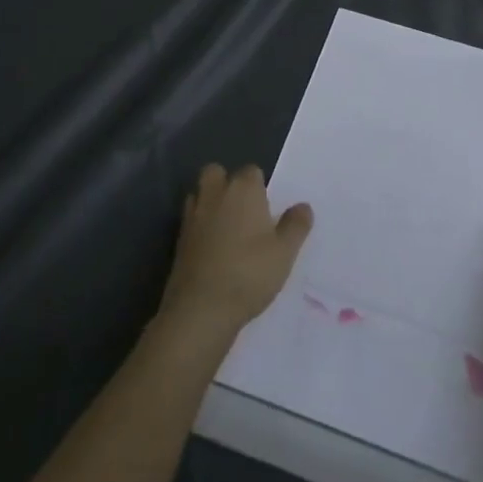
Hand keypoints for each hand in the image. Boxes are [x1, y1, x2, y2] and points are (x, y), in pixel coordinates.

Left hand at [160, 163, 311, 342]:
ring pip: (199, 194)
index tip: (266, 209)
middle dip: (226, 183)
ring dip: (210, 203)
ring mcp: (193, 216)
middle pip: (217, 173)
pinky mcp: (178, 240)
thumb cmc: (249, 273)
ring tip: (226, 227)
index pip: (252, 171)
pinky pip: (190, 220)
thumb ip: (296, 225)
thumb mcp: (284, 252)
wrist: (201, 310)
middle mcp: (215, 194)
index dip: (259, 187)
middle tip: (243, 210)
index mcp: (243, 189)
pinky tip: (211, 248)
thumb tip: (303, 206)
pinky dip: (199, 227)